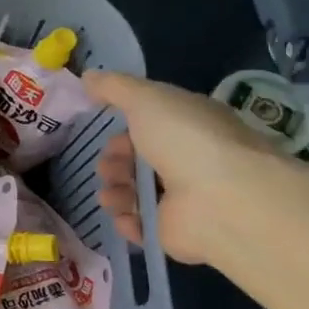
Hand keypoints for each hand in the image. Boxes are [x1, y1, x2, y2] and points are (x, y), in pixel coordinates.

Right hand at [83, 72, 277, 264]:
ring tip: (110, 195)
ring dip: (115, 192)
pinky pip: (142, 227)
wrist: (221, 199)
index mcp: (190, 126)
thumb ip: (114, 87)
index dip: (126, 128)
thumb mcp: (146, 98)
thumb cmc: (185, 139)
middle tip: (107, 167)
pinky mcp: (175, 233)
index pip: (153, 125)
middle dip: (115, 162)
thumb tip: (88, 76)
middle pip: (140, 161)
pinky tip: (122, 216)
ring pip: (136, 194)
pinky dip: (127, 221)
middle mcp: (190, 161)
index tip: (107, 130)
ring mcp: (184, 200)